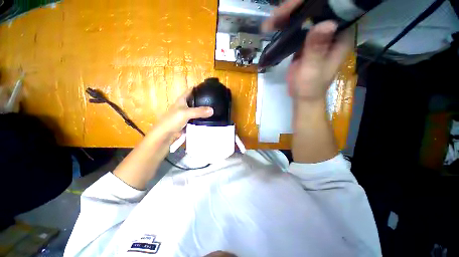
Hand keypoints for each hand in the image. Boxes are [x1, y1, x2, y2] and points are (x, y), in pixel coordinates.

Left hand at [113, 88, 212, 189]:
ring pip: (197, 110)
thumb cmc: (172, 121)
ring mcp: (187, 115)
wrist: (165, 135)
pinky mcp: (189, 122)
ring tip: (216, 109)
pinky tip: (210, 119)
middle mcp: (185, 106)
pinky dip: (203, 118)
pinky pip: (198, 119)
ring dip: (204, 110)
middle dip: (204, 100)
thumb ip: (199, 111)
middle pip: (196, 100)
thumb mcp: (185, 113)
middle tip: (215, 100)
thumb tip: (212, 110)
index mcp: (182, 100)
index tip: (209, 87)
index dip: (199, 88)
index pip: (191, 90)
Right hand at [262, 0, 352, 101]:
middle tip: (279, 13)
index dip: (317, 2)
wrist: (302, 95)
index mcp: (340, 36)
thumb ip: (317, 50)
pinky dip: (286, 25)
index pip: (333, 9)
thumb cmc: (310, 87)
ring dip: (289, 15)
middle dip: (297, 7)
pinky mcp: (306, 42)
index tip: (297, 4)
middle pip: (317, 9)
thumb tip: (325, 23)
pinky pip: (297, 28)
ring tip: (273, 19)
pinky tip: (275, 25)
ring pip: (306, 16)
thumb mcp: (313, 70)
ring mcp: (317, 36)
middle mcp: (331, 32)